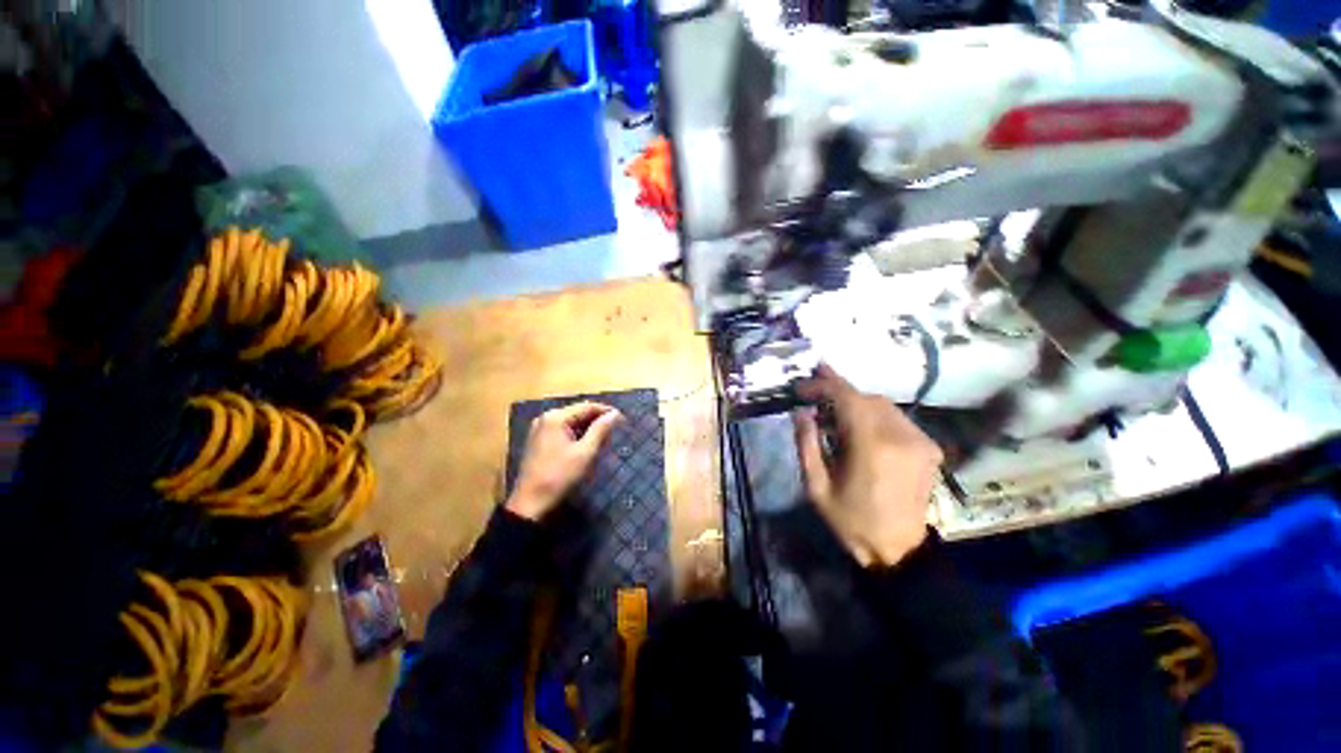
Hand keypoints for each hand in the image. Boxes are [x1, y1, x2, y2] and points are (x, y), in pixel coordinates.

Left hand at [506, 402, 623, 520]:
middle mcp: (546, 418)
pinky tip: (587, 446)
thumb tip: (615, 414)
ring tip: (604, 440)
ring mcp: (540, 429)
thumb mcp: (585, 453)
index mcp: (556, 418)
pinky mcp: (539, 441)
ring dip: (588, 429)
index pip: (587, 407)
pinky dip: (577, 435)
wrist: (530, 503)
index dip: (606, 412)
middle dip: (597, 421)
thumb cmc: (560, 476)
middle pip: (578, 413)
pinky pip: (563, 431)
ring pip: (571, 422)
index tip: (622, 420)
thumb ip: (601, 430)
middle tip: (614, 432)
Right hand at [792, 365, 943, 567]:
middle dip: (838, 390)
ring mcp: (920, 441)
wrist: (900, 550)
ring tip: (832, 408)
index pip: (848, 397)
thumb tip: (801, 413)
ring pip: (883, 404)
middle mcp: (901, 436)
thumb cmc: (852, 521)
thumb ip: (806, 445)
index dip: (824, 384)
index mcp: (871, 447)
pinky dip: (874, 414)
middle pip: (866, 397)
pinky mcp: (929, 448)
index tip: (804, 385)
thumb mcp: (817, 487)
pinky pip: (896, 418)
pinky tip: (859, 425)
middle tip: (814, 392)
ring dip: (855, 401)